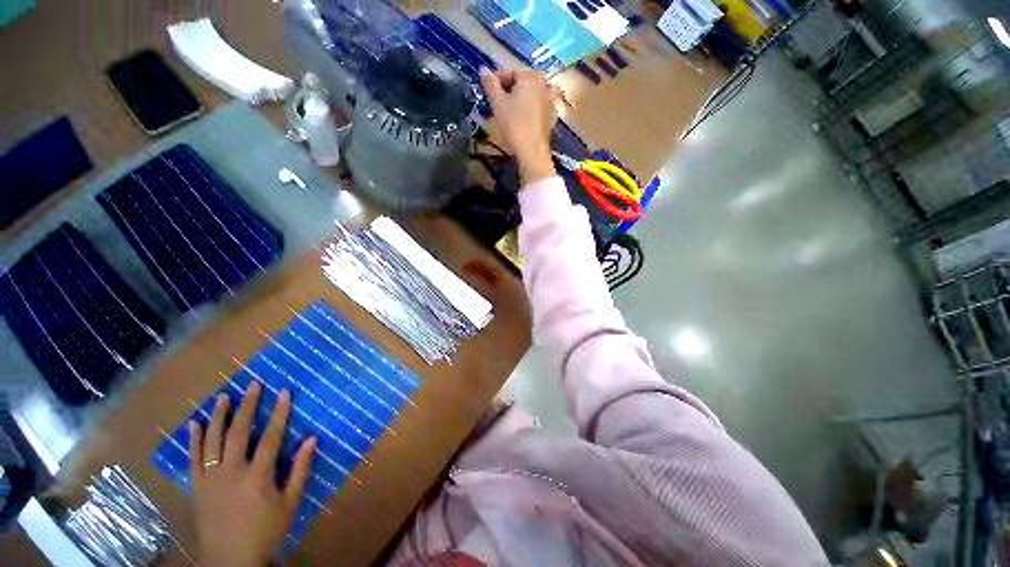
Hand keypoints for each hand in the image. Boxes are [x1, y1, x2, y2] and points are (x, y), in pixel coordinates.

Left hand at [189, 383, 316, 566]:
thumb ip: (300, 470)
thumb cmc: (266, 531)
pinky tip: (194, 425)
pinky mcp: (197, 487)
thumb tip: (312, 439)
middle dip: (248, 406)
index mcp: (258, 476)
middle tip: (253, 385)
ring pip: (213, 441)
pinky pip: (193, 459)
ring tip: (223, 396)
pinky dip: (194, 440)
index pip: (271, 437)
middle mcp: (232, 472)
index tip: (284, 392)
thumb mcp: (290, 503)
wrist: (230, 561)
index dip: (279, 413)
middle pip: (239, 432)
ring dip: (219, 417)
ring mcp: (211, 479)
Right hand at [479, 68, 560, 184]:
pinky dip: (529, 111)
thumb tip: (483, 69)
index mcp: (530, 76)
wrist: (532, 151)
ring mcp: (550, 100)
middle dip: (508, 92)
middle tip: (497, 105)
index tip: (488, 93)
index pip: (509, 73)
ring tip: (508, 114)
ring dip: (519, 101)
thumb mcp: (497, 103)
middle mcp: (543, 84)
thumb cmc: (514, 124)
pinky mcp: (552, 117)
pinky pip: (537, 108)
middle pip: (521, 84)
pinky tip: (522, 122)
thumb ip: (490, 84)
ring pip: (530, 96)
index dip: (496, 82)